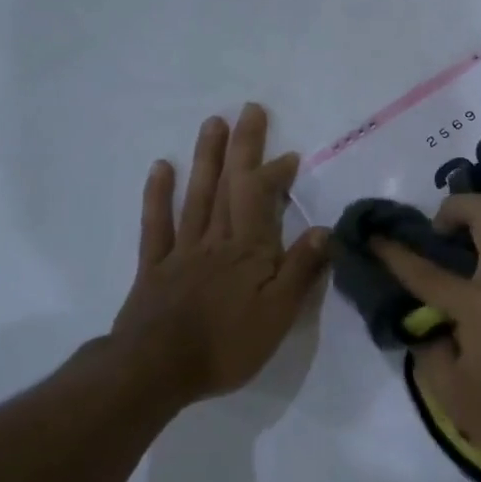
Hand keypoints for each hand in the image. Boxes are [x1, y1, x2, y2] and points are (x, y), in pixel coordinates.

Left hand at [108, 104, 329, 403]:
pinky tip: (162, 167)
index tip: (290, 155)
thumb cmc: (225, 346)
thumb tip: (326, 229)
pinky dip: (158, 194)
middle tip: (249, 110)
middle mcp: (216, 240)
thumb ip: (300, 270)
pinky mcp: (154, 266)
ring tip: (213, 123)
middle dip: (242, 147)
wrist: (156, 371)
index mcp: (248, 251)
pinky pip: (156, 224)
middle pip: (230, 186)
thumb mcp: (278, 315)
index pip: (262, 199)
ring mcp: (181, 250)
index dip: (275, 173)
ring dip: (207, 158)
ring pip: (196, 195)